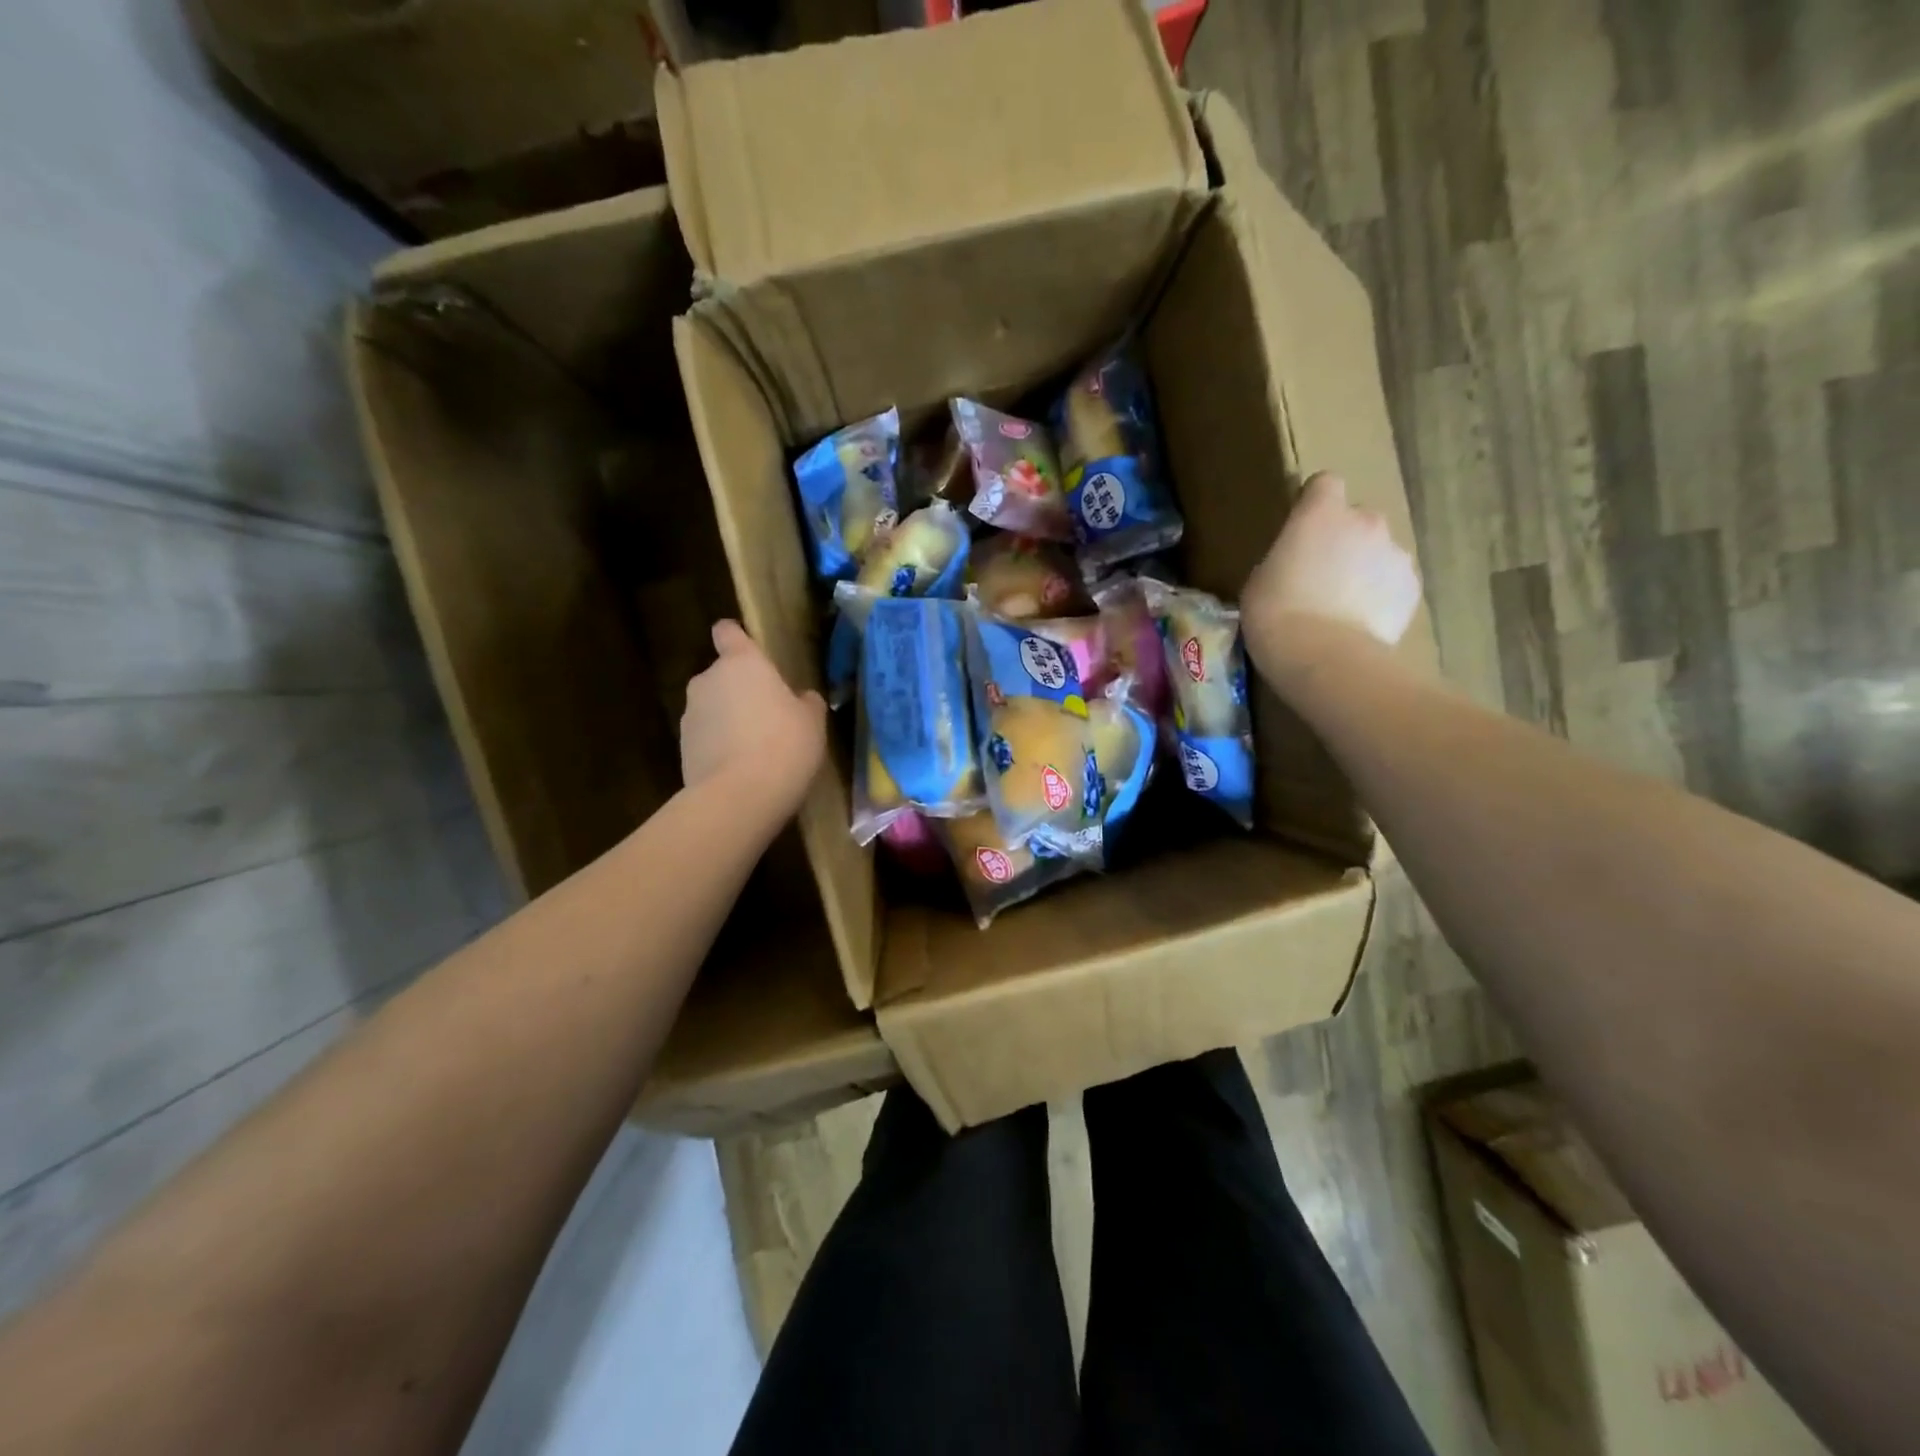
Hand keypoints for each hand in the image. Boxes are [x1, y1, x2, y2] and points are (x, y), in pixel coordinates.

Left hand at [681, 620, 825, 813]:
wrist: (738, 796)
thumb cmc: (784, 745)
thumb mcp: (812, 722)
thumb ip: (806, 702)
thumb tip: (802, 698)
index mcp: (742, 663)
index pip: (728, 632)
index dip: (736, 637)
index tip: (748, 648)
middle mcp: (708, 680)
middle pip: (722, 675)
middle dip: (739, 690)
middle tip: (768, 716)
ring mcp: (690, 715)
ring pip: (713, 708)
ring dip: (729, 720)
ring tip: (756, 749)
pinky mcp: (682, 748)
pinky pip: (706, 738)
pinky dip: (720, 747)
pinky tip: (742, 770)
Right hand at [1242, 472, 1422, 675]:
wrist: (1325, 658)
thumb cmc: (1276, 615)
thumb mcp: (1260, 581)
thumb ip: (1284, 559)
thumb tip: (1297, 565)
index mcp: (1321, 514)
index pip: (1324, 484)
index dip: (1314, 503)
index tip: (1301, 529)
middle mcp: (1366, 522)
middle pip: (1357, 519)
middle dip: (1344, 540)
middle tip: (1321, 576)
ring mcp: (1396, 555)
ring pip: (1379, 553)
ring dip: (1364, 569)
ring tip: (1342, 608)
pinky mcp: (1412, 589)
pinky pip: (1393, 584)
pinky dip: (1381, 597)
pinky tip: (1360, 625)